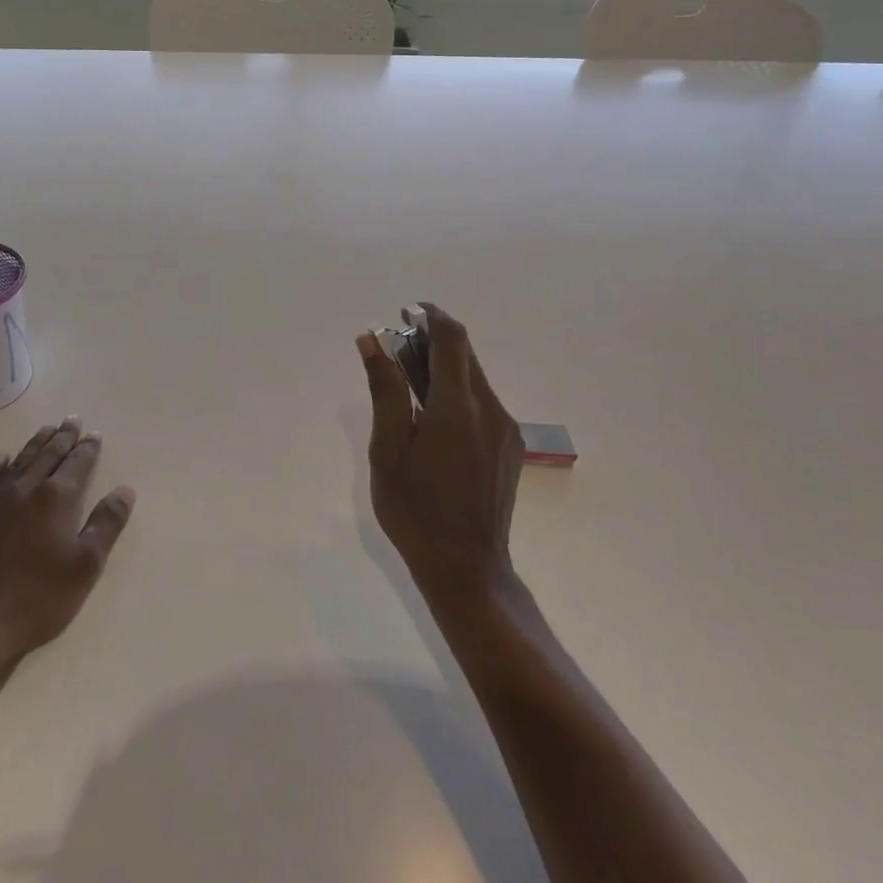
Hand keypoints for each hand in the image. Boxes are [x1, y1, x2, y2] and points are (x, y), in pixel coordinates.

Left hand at [0, 419, 134, 672]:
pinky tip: (0, 458)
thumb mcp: (84, 568)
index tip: (94, 434)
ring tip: (45, 430)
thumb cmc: (34, 602)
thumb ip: (106, 525)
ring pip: (18, 462)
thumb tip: (125, 490)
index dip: (88, 448)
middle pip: (47, 455)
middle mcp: (24, 489)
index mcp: (56, 499)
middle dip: (63, 437)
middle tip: (72, 420)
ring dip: (34, 444)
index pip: (77, 463)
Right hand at [357, 304, 521, 603]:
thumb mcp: (388, 450)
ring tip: (412, 393)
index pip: (452, 338)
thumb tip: (371, 340)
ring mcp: (505, 430)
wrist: (468, 570)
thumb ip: (385, 390)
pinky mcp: (510, 448)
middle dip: (434, 343)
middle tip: (399, 354)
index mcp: (457, 406)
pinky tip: (436, 424)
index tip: (407, 313)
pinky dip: (458, 395)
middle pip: (466, 355)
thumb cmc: (416, 510)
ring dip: (445, 370)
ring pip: (475, 379)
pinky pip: (483, 404)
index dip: (432, 316)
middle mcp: (490, 409)